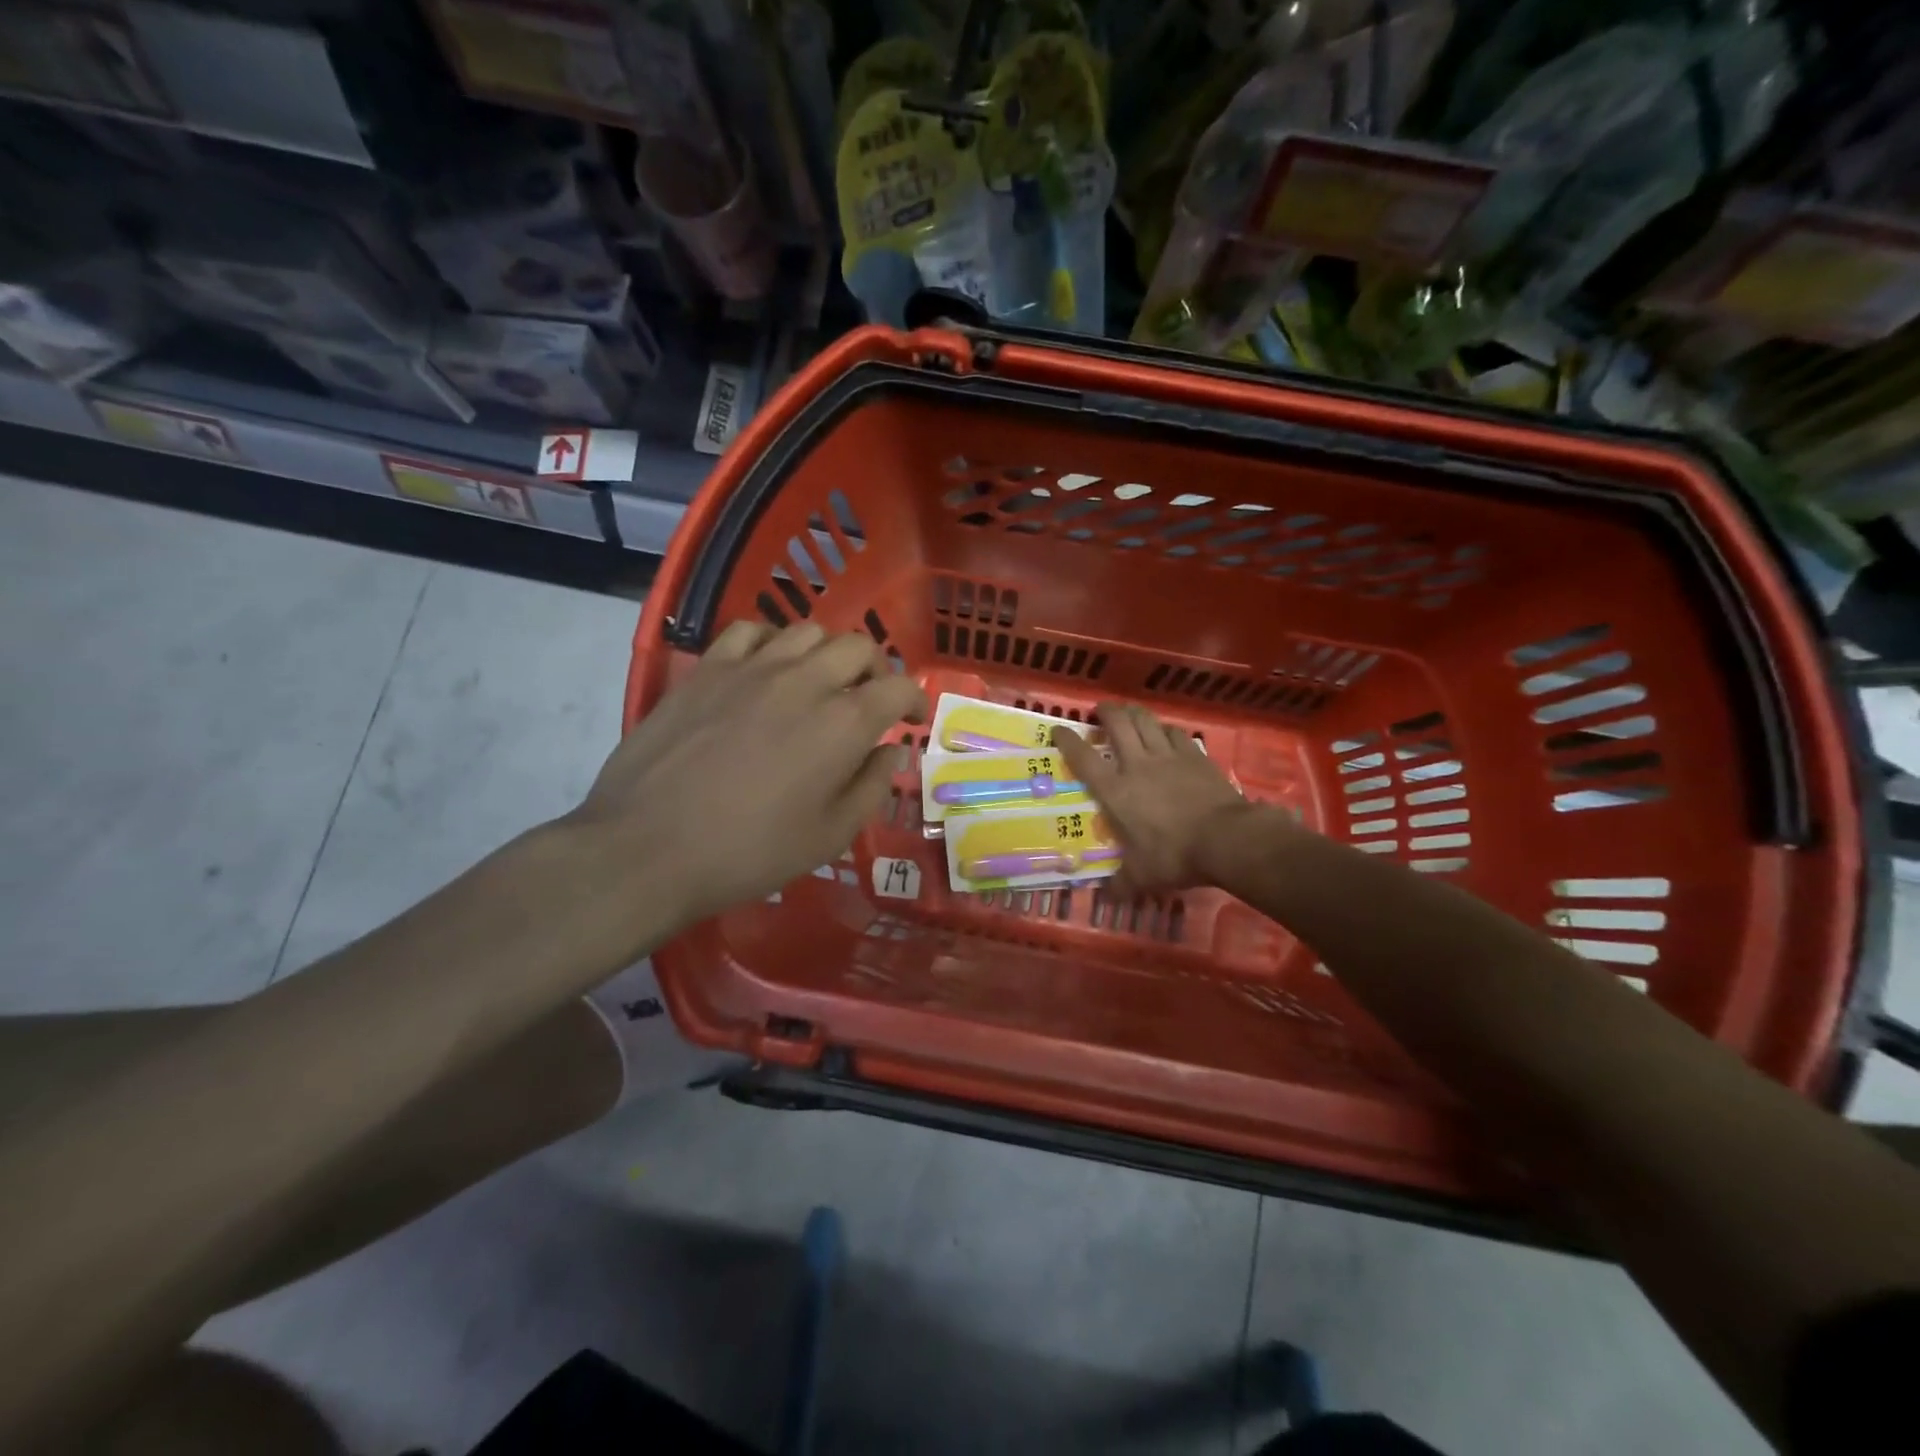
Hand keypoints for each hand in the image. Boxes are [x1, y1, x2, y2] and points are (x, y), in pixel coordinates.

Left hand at [568, 620, 925, 929]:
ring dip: (827, 652)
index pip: (897, 686)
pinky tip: (766, 668)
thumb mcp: (830, 836)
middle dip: (875, 669)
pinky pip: (750, 630)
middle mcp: (805, 680)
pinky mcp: (707, 668)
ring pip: (807, 631)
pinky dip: (772, 641)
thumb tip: (889, 752)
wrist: (649, 848)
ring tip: (820, 681)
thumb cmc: (750, 852)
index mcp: (844, 723)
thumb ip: (871, 787)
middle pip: (858, 646)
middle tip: (868, 699)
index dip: (914, 699)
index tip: (911, 719)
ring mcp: (752, 668)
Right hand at [1056, 703, 1256, 894]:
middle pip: (1117, 724)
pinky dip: (1166, 729)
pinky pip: (1176, 733)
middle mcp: (1137, 765)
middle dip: (1106, 712)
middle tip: (1100, 711)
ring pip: (1146, 721)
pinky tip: (1166, 733)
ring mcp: (1168, 757)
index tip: (1058, 730)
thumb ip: (1121, 884)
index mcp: (1116, 791)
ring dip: (1134, 713)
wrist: (1226, 839)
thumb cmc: (1174, 855)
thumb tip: (1105, 897)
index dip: (1068, 741)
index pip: (1083, 759)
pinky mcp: (1195, 756)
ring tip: (1129, 713)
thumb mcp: (1142, 877)